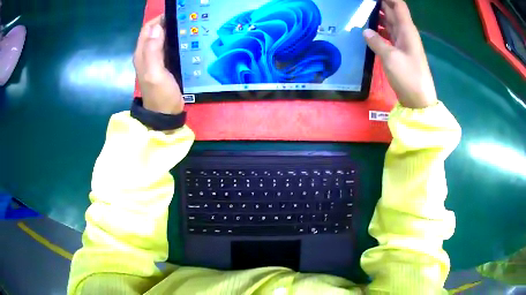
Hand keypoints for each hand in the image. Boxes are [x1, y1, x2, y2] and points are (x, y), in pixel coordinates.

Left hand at [134, 15, 183, 114]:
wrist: (165, 114)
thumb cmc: (160, 95)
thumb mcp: (155, 73)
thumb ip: (153, 51)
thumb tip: (158, 27)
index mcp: (142, 54)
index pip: (148, 29)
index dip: (159, 19)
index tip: (176, 15)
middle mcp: (146, 54)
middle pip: (154, 32)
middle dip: (166, 23)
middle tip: (184, 19)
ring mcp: (155, 60)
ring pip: (161, 38)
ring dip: (171, 31)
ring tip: (187, 26)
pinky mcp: (164, 65)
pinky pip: (168, 47)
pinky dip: (175, 40)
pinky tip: (185, 40)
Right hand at [363, 0, 437, 108]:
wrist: (419, 101)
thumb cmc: (408, 77)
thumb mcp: (391, 58)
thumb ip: (377, 42)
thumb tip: (366, 31)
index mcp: (407, 30)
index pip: (398, 5)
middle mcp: (406, 33)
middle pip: (393, 12)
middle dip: (380, 4)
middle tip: (363, 4)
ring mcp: (403, 43)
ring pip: (390, 23)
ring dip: (379, 16)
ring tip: (362, 11)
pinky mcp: (400, 52)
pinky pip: (389, 35)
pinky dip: (380, 30)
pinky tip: (369, 30)